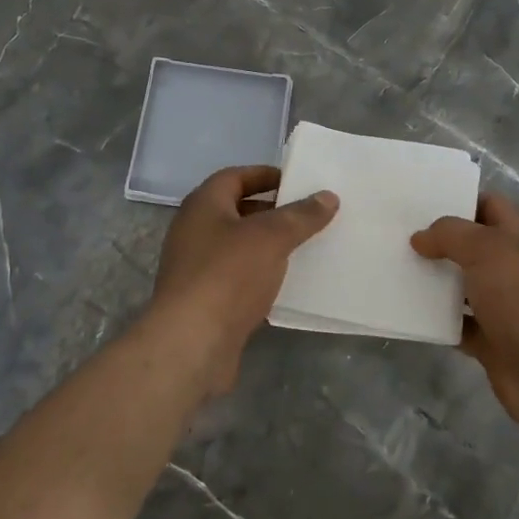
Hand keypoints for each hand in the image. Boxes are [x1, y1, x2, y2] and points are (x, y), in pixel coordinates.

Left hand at [149, 166, 337, 392]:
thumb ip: (301, 216)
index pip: (234, 177)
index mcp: (203, 205)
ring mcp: (196, 268)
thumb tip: (327, 196)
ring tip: (305, 247)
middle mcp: (194, 231)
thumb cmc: (227, 275)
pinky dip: (261, 276)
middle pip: (236, 211)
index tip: (297, 182)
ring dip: (268, 246)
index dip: (265, 175)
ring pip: (239, 247)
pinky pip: (238, 278)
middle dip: (271, 212)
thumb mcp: (271, 237)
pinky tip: (287, 284)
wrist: (191, 343)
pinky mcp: (204, 301)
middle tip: (308, 215)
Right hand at [411, 193, 518, 460]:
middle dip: (436, 241)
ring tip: (392, 267)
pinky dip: (434, 319)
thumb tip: (420, 238)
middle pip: (469, 245)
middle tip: (394, 234)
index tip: (416, 203)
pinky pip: (455, 323)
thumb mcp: (487, 249)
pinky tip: (406, 309)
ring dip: (432, 280)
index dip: (456, 200)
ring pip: (460, 284)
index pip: (488, 205)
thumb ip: (450, 235)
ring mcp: (502, 305)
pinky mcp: (490, 340)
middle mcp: (513, 266)